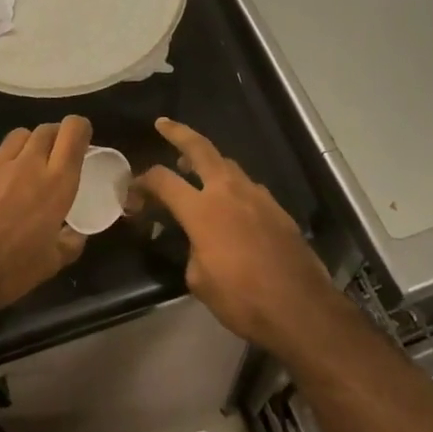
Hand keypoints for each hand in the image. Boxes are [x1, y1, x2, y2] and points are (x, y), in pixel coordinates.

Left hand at [0, 116, 90, 311]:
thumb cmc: (10, 269)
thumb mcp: (51, 263)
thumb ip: (69, 243)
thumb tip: (77, 234)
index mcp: (56, 183)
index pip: (73, 132)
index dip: (80, 129)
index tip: (82, 142)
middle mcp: (29, 165)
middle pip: (46, 129)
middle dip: (55, 136)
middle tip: (56, 155)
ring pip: (19, 136)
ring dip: (29, 144)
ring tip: (28, 164)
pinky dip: (4, 165)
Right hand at [137, 118, 338, 351]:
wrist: (300, 306)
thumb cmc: (243, 298)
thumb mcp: (199, 280)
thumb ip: (191, 250)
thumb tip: (197, 242)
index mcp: (202, 210)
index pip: (163, 180)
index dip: (142, 182)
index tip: (132, 192)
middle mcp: (229, 192)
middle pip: (200, 149)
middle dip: (179, 133)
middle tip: (164, 124)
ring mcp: (257, 196)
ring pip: (228, 165)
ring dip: (208, 161)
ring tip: (193, 166)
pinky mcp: (277, 208)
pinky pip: (248, 186)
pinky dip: (231, 185)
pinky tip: (229, 202)